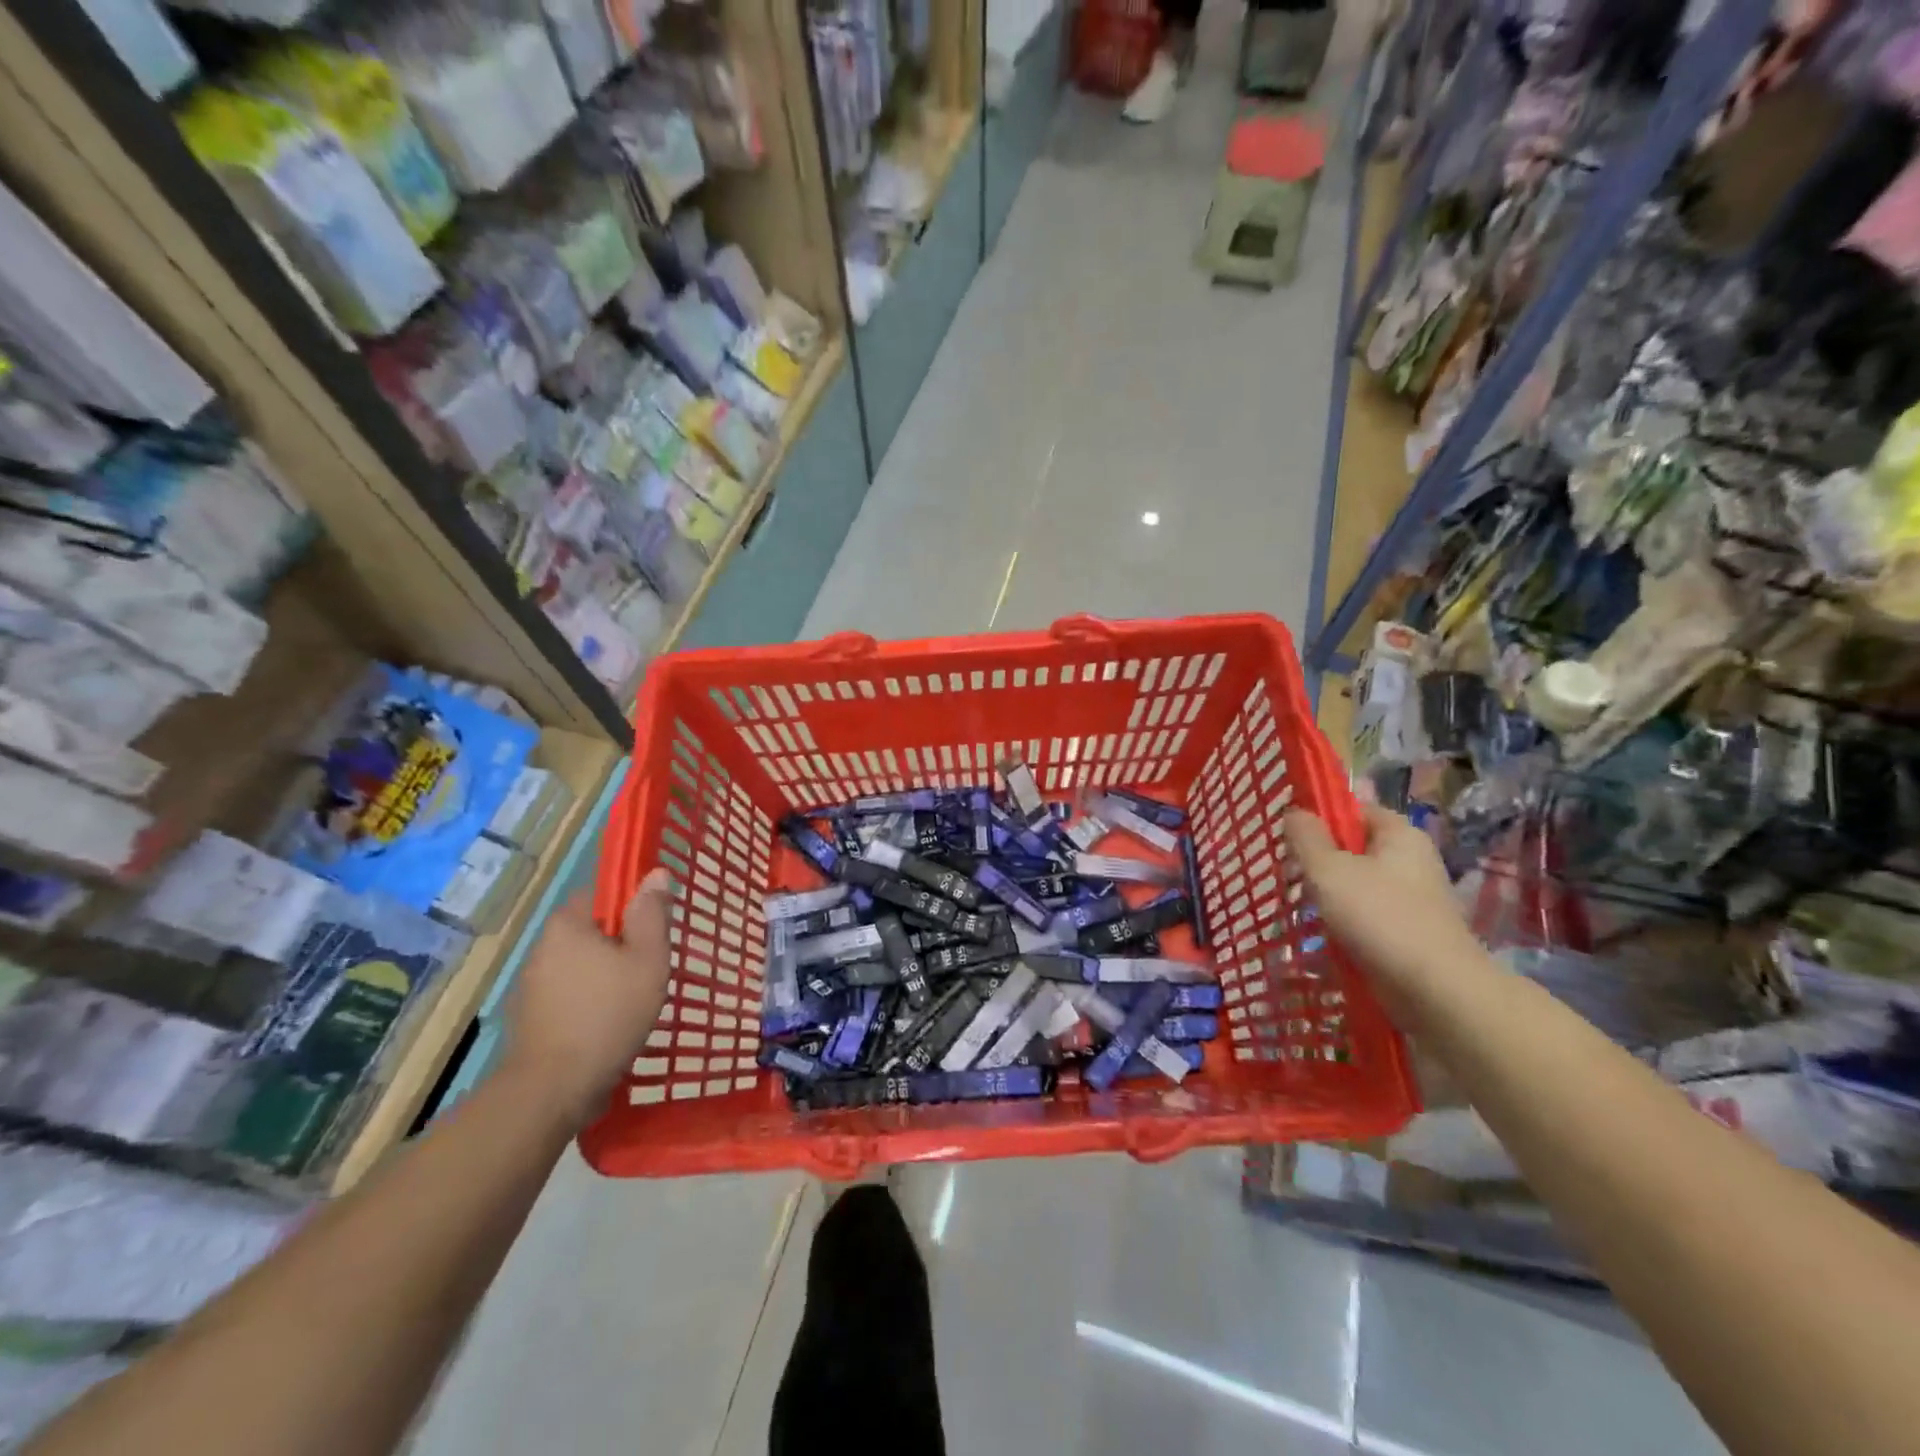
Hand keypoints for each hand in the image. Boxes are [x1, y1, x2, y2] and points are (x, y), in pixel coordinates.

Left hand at [502, 868, 673, 1127]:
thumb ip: (652, 914)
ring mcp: (530, 985)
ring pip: (580, 966)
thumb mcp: (647, 959)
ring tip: (633, 1001)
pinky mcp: (529, 1019)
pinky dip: (588, 1003)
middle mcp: (541, 947)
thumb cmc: (608, 1014)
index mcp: (567, 924)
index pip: (601, 895)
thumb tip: (655, 873)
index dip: (631, 907)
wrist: (553, 1089)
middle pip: (591, 932)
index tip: (654, 931)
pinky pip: (568, 996)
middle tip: (650, 968)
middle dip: (620, 946)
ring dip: (604, 976)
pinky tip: (608, 1026)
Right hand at [1283, 802, 1478, 1009]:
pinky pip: (1368, 914)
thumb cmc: (1378, 918)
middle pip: (1353, 848)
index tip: (1290, 839)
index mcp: (1399, 834)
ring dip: (1328, 894)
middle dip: (1318, 861)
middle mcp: (1411, 860)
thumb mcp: (1328, 869)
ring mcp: (1414, 898)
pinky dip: (1344, 921)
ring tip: (1300, 908)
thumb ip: (1305, 836)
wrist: (1435, 991)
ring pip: (1357, 883)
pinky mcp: (1410, 931)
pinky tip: (1324, 934)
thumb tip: (1294, 811)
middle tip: (1288, 875)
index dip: (1320, 818)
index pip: (1354, 809)